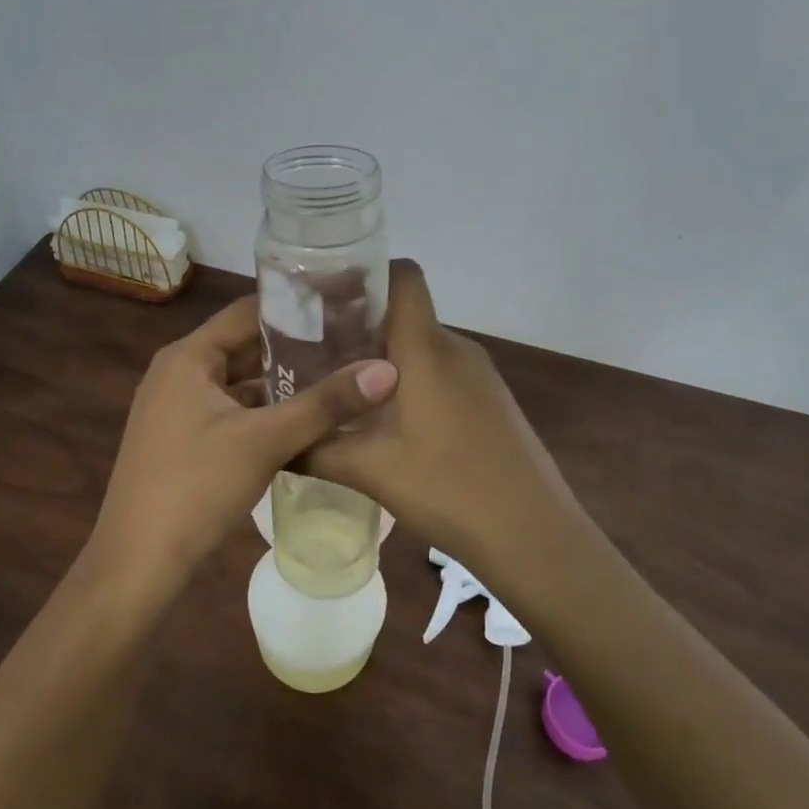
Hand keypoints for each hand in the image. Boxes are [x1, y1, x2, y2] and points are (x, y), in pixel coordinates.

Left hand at [88, 294, 398, 593]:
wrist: (138, 561)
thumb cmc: (196, 487)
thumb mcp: (265, 441)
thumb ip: (325, 404)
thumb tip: (387, 370)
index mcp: (188, 357)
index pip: (247, 311)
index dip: (294, 305)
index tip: (343, 304)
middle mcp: (179, 372)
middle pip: (243, 345)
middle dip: (295, 345)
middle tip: (351, 341)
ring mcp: (177, 407)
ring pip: (239, 381)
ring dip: (281, 381)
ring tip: (338, 374)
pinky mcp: (183, 438)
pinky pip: (231, 410)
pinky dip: (264, 411)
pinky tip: (304, 418)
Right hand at [305, 261, 589, 597]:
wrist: (535, 535)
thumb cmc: (448, 489)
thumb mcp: (369, 470)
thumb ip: (315, 449)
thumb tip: (274, 443)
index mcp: (426, 348)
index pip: (402, 275)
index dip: (363, 272)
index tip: (322, 294)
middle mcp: (455, 348)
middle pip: (404, 312)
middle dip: (358, 325)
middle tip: (313, 351)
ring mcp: (479, 374)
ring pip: (421, 346)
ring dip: (382, 359)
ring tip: (342, 390)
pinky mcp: (490, 400)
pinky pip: (441, 372)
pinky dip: (410, 381)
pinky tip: (389, 422)